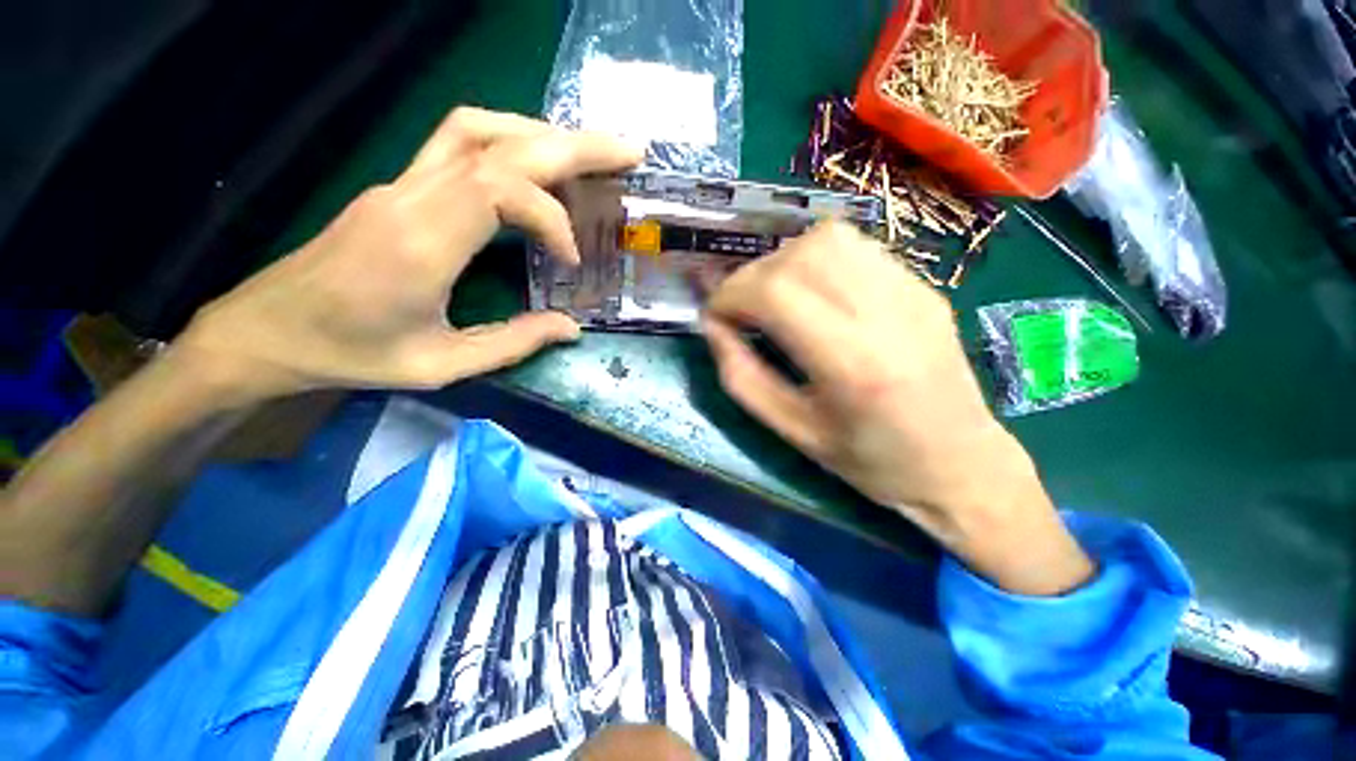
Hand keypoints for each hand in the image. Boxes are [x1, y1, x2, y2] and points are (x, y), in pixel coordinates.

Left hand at [176, 108, 642, 403]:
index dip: (552, 218)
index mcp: (421, 243)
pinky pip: (460, 142)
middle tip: (628, 153)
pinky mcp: (399, 186)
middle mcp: (412, 196)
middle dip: (575, 145)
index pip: (500, 190)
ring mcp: (401, 183)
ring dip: (541, 134)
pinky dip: (510, 142)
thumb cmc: (350, 354)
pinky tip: (536, 166)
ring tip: (588, 156)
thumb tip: (570, 328)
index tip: (572, 260)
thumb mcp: (441, 365)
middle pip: (501, 143)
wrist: (268, 330)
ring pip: (478, 128)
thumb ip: (513, 343)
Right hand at [702, 222, 1092, 595]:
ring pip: (830, 237)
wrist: (960, 464)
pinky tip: (813, 293)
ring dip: (784, 260)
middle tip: (742, 309)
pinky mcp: (924, 285)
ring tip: (774, 296)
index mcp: (852, 363)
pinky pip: (857, 247)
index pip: (775, 292)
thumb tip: (713, 327)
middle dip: (752, 276)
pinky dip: (817, 259)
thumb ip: (741, 376)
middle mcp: (887, 313)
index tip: (715, 316)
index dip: (730, 294)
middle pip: (801, 254)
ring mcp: (913, 291)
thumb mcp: (791, 431)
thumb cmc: (870, 461)